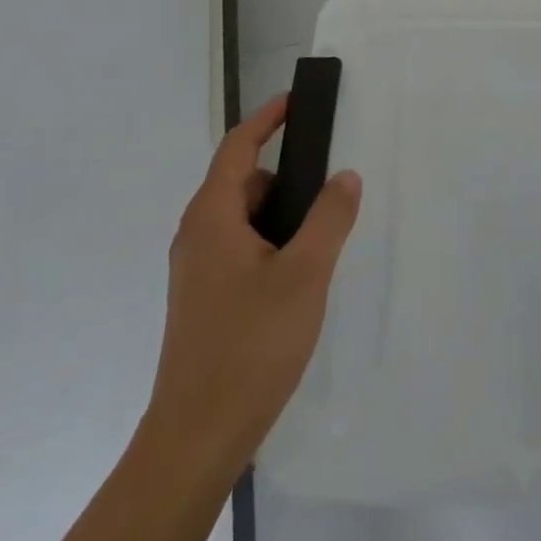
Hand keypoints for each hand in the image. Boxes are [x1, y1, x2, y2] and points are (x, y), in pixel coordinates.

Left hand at [146, 96, 361, 474]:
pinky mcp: (201, 300)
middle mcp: (196, 235)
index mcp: (212, 216)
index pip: (238, 147)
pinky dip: (268, 241)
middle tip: (327, 180)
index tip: (296, 102)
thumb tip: (345, 175)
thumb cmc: (250, 345)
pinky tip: (298, 274)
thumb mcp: (305, 275)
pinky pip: (237, 248)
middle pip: (240, 182)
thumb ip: (329, 218)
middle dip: (284, 174)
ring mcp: (195, 270)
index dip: (267, 119)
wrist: (195, 439)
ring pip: (240, 219)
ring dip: (278, 213)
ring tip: (321, 231)